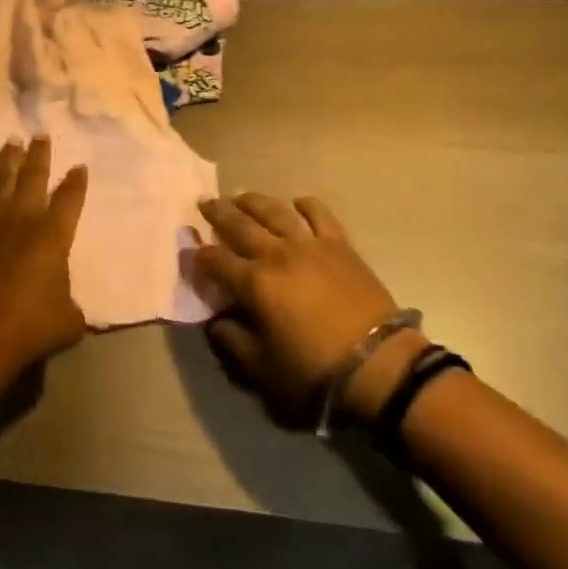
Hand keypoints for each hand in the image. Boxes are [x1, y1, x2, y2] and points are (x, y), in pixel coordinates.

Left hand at [0, 137, 87, 382]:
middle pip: (33, 177)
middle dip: (39, 155)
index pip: (70, 199)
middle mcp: (23, 220)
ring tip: (12, 142)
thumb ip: (73, 306)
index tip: (79, 167)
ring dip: (7, 159)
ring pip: (0, 180)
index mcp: (54, 236)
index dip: (76, 182)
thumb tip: (72, 306)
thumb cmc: (28, 329)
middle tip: (41, 135)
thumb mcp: (68, 322)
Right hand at [192, 194, 419, 428]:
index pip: (215, 261)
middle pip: (239, 224)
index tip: (188, 251)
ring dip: (253, 201)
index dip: (198, 256)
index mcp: (253, 283)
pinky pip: (319, 214)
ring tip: (240, 196)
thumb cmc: (314, 372)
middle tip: (204, 202)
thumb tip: (216, 320)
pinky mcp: (339, 244)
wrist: (378, 365)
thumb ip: (232, 341)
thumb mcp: (262, 369)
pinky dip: (305, 204)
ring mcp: (309, 244)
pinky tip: (296, 202)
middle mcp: (276, 254)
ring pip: (274, 211)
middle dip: (218, 213)